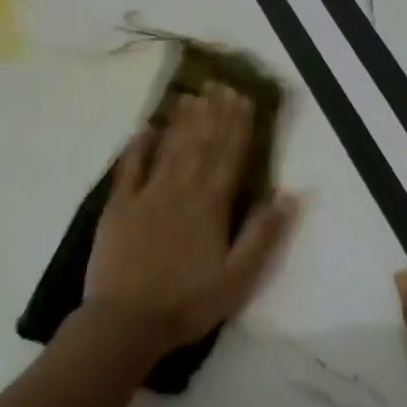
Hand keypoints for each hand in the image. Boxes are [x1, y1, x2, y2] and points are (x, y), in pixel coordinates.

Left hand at [85, 84, 297, 361]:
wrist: (126, 321)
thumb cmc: (188, 303)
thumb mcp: (239, 278)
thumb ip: (262, 234)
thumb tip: (287, 194)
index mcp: (211, 207)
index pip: (229, 157)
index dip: (238, 127)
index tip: (243, 99)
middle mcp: (180, 191)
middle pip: (201, 145)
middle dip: (213, 114)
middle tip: (220, 85)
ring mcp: (146, 196)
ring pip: (169, 149)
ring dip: (183, 122)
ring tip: (193, 96)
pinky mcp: (118, 207)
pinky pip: (129, 168)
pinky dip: (137, 146)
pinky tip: (145, 127)